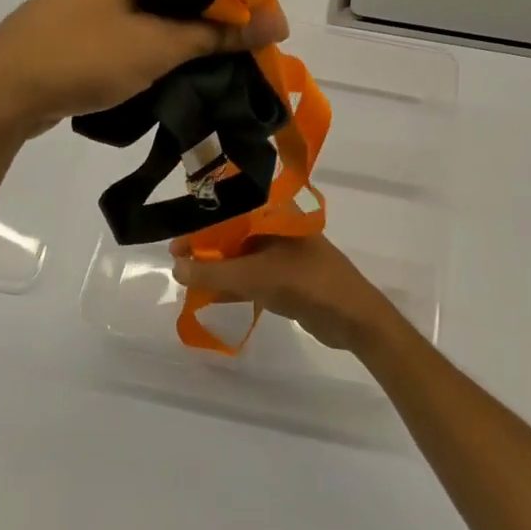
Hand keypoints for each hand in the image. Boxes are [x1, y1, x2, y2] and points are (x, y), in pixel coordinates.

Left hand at [0, 0, 288, 140]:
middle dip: (225, 10)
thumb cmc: (81, 56)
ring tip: (229, 61)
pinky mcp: (95, 15)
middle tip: (253, 49)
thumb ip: (219, 33)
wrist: (3, 91)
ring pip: (170, 0)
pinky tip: (190, 64)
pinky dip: (172, 37)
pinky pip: (147, 18)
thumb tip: (277, 23)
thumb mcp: (158, 47)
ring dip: (200, 28)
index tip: (269, 26)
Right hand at [170, 235, 399, 352]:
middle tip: (179, 263)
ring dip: (219, 269)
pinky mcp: (289, 279)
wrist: (354, 318)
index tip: (176, 242)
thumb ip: (212, 273)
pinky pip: (254, 277)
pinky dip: (235, 285)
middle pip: (235, 234)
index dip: (201, 225)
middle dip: (206, 249)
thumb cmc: (306, 283)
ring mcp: (286, 255)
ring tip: (189, 281)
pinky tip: (212, 297)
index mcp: (276, 215)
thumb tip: (176, 267)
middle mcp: (280, 229)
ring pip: (243, 257)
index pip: (230, 211)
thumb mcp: (253, 277)